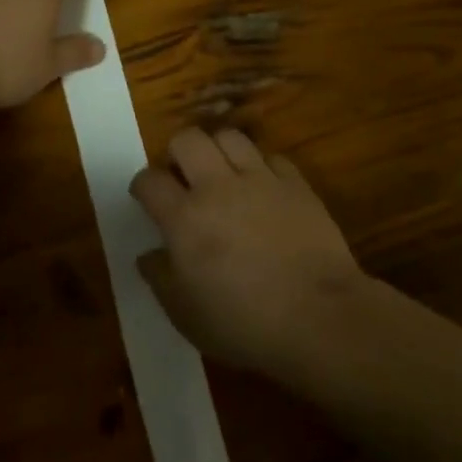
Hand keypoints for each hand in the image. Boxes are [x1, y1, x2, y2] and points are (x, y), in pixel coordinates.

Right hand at [131, 128, 364, 377]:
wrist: (318, 316)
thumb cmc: (244, 324)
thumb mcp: (186, 316)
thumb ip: (161, 279)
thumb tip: (147, 255)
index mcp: (185, 219)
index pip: (150, 180)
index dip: (143, 185)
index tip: (146, 196)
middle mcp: (218, 187)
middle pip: (187, 140)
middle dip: (178, 152)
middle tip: (183, 176)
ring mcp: (260, 179)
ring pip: (230, 136)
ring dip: (219, 150)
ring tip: (222, 172)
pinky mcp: (295, 183)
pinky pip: (271, 157)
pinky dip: (262, 167)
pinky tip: (264, 188)